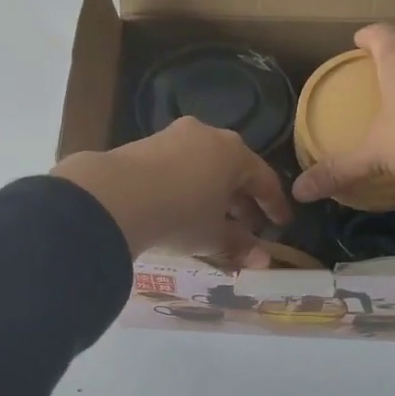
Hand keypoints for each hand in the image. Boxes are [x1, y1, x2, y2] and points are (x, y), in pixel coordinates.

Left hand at [53, 117, 291, 265]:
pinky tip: (180, 207)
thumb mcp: (213, 235)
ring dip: (213, 192)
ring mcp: (174, 135)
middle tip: (246, 227)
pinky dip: (187, 185)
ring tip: (212, 219)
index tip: (281, 226)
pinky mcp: (145, 143)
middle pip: (233, 169)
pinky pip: (178, 165)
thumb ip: (239, 245)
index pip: (264, 179)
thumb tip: (262, 260)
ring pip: (204, 165)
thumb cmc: (179, 215)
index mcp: (234, 152)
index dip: (274, 206)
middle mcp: (208, 135)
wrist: (113, 197)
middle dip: (242, 200)